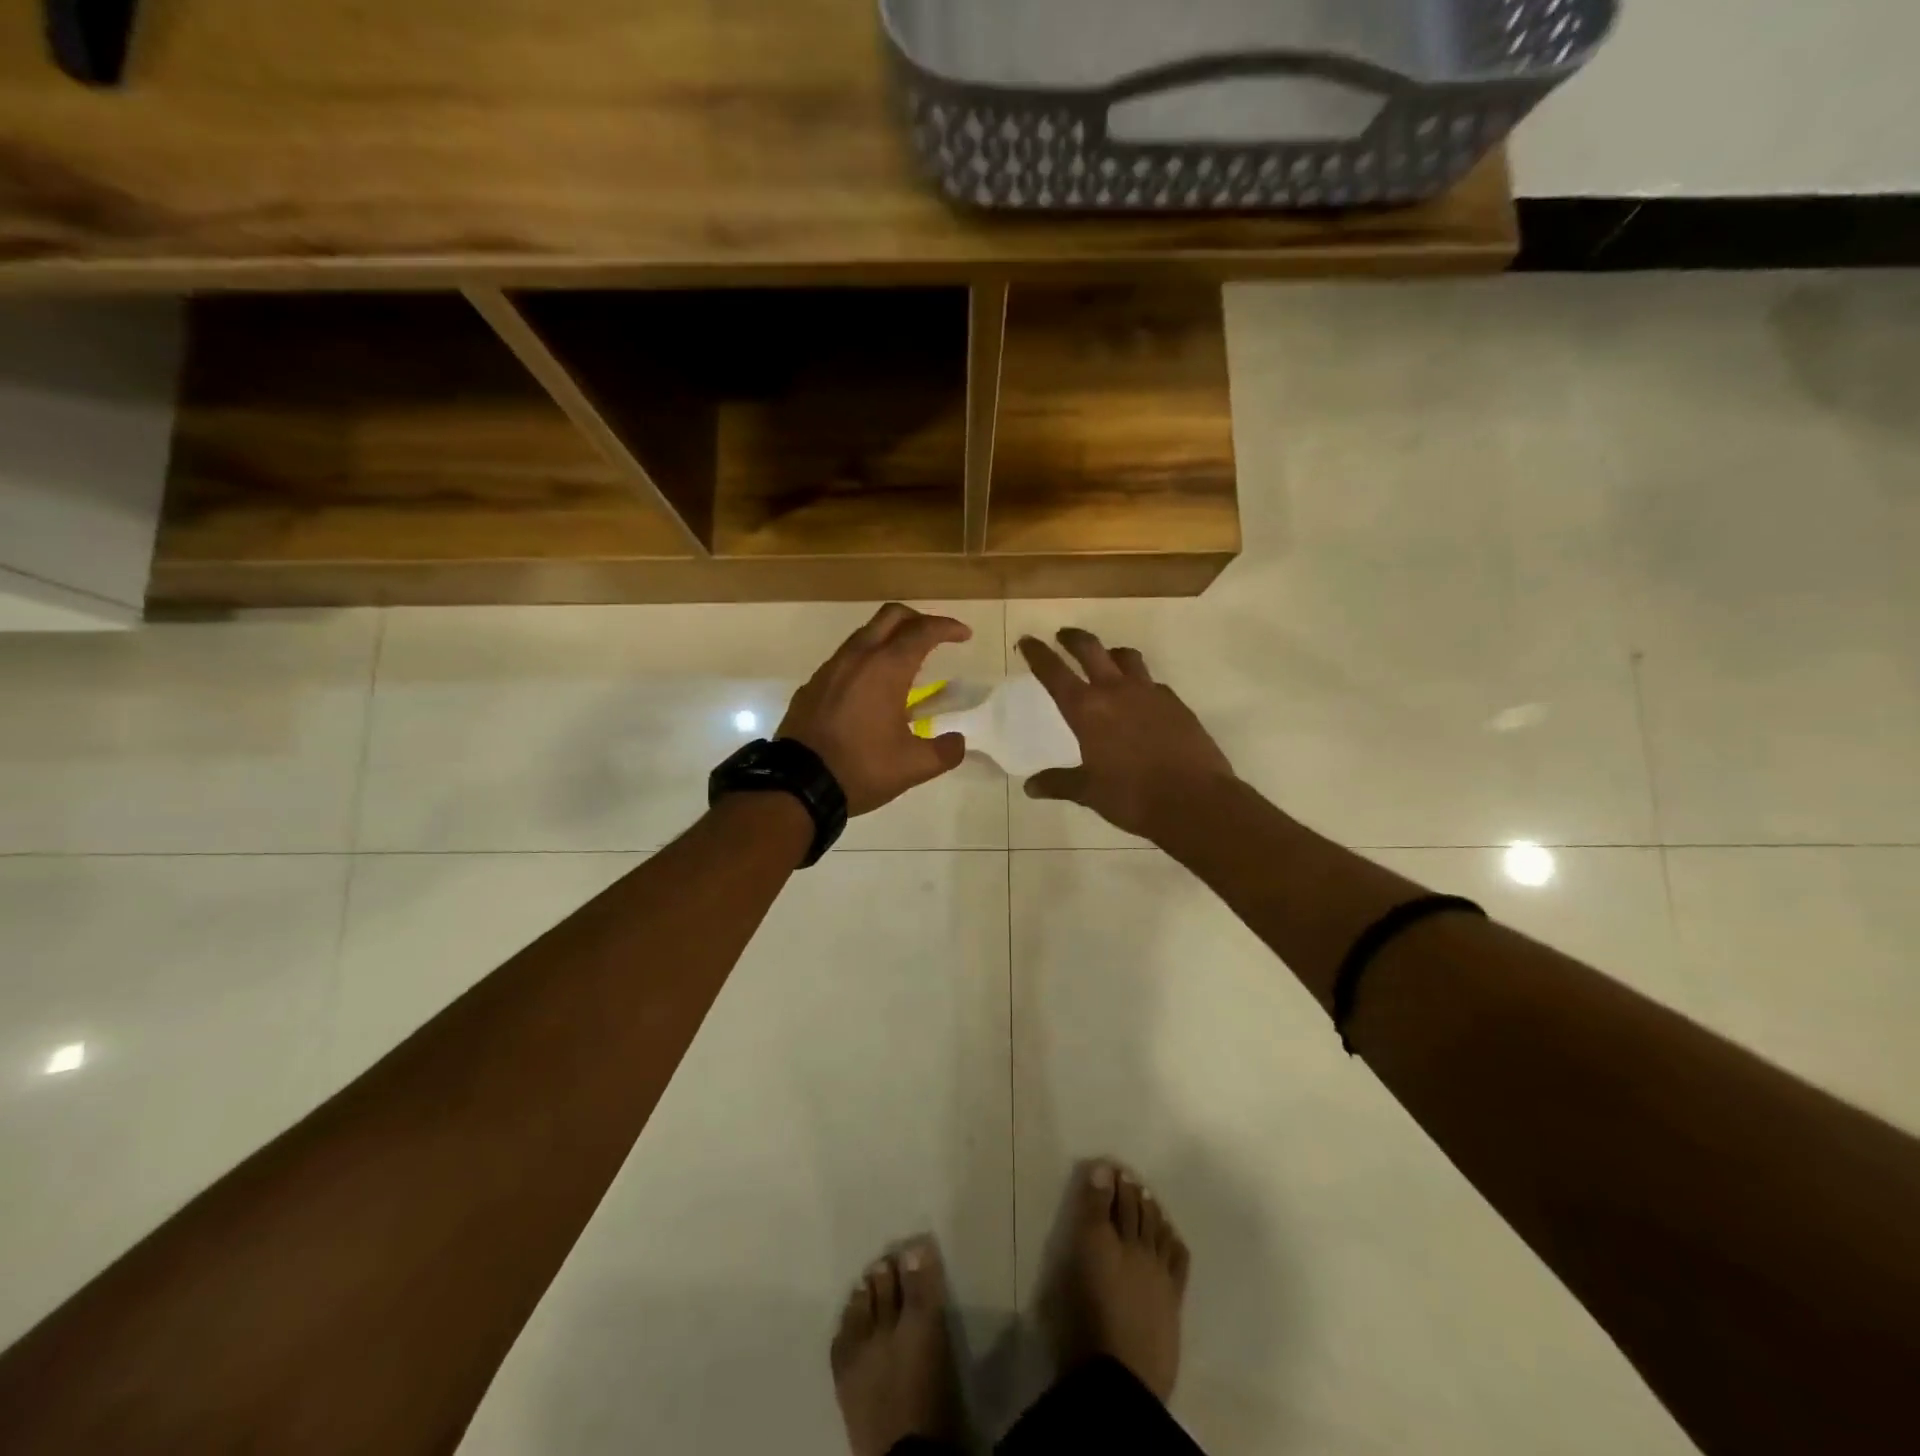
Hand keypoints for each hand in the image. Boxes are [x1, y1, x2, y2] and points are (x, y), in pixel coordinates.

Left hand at [779, 603, 970, 815]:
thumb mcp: (914, 766)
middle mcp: (857, 657)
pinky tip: (871, 690)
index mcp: (886, 668)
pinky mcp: (812, 685)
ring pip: (864, 634)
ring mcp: (830, 668)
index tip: (964, 635)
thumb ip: (945, 751)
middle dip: (918, 619)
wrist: (797, 784)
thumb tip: (957, 742)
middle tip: (935, 638)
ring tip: (905, 666)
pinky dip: (866, 660)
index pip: (922, 631)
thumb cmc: (861, 768)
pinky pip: (845, 658)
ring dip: (889, 638)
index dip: (947, 627)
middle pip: (891, 616)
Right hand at [1017, 628, 1235, 839]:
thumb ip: (1059, 783)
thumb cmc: (1132, 796)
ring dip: (1111, 653)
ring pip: (1127, 657)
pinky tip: (1141, 699)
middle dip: (1073, 639)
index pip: (1054, 672)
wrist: (1195, 800)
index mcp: (1087, 709)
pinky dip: (1140, 682)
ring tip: (1106, 659)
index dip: (1038, 654)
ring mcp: (1150, 693)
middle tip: (1063, 635)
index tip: (1027, 641)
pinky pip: (1153, 683)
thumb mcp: (1089, 792)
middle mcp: (1116, 691)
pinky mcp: (1176, 703)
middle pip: (1091, 649)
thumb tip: (1031, 787)